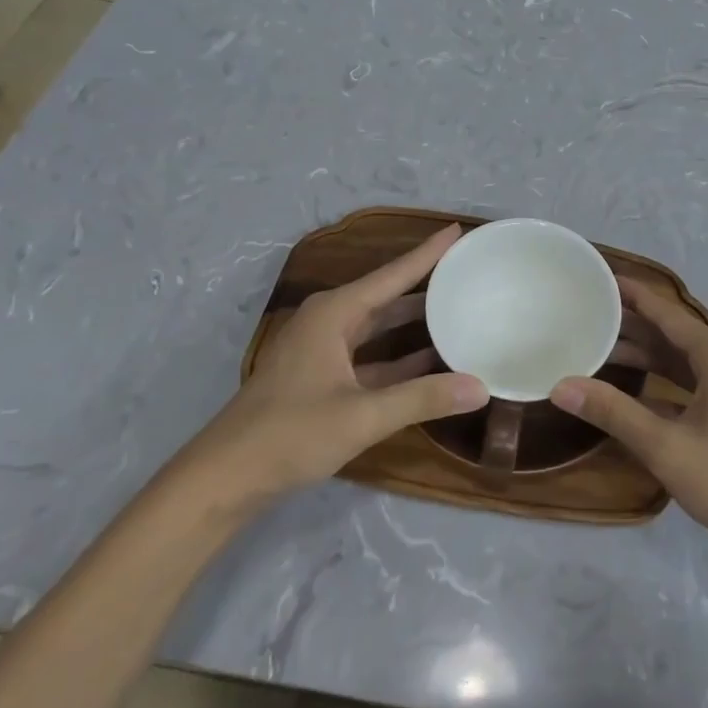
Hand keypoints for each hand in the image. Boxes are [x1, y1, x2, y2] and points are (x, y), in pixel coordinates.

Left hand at [169, 226, 487, 518]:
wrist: (225, 478)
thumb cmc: (290, 434)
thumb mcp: (362, 416)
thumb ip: (422, 398)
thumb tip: (481, 387)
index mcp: (335, 313)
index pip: (393, 274)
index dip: (427, 253)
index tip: (457, 229)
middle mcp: (329, 322)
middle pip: (387, 294)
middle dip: (425, 283)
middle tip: (466, 270)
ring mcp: (324, 350)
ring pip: (379, 326)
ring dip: (414, 321)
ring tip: (458, 308)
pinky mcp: (322, 378)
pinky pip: (371, 356)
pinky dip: (400, 357)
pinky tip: (431, 360)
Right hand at [552, 276, 707, 562]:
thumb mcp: (666, 447)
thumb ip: (613, 412)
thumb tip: (561, 385)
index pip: (667, 313)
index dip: (633, 295)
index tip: (602, 279)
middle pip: (673, 333)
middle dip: (632, 324)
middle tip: (589, 314)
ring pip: (683, 358)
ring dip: (646, 354)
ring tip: (600, 346)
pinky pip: (693, 379)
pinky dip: (664, 377)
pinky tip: (634, 386)